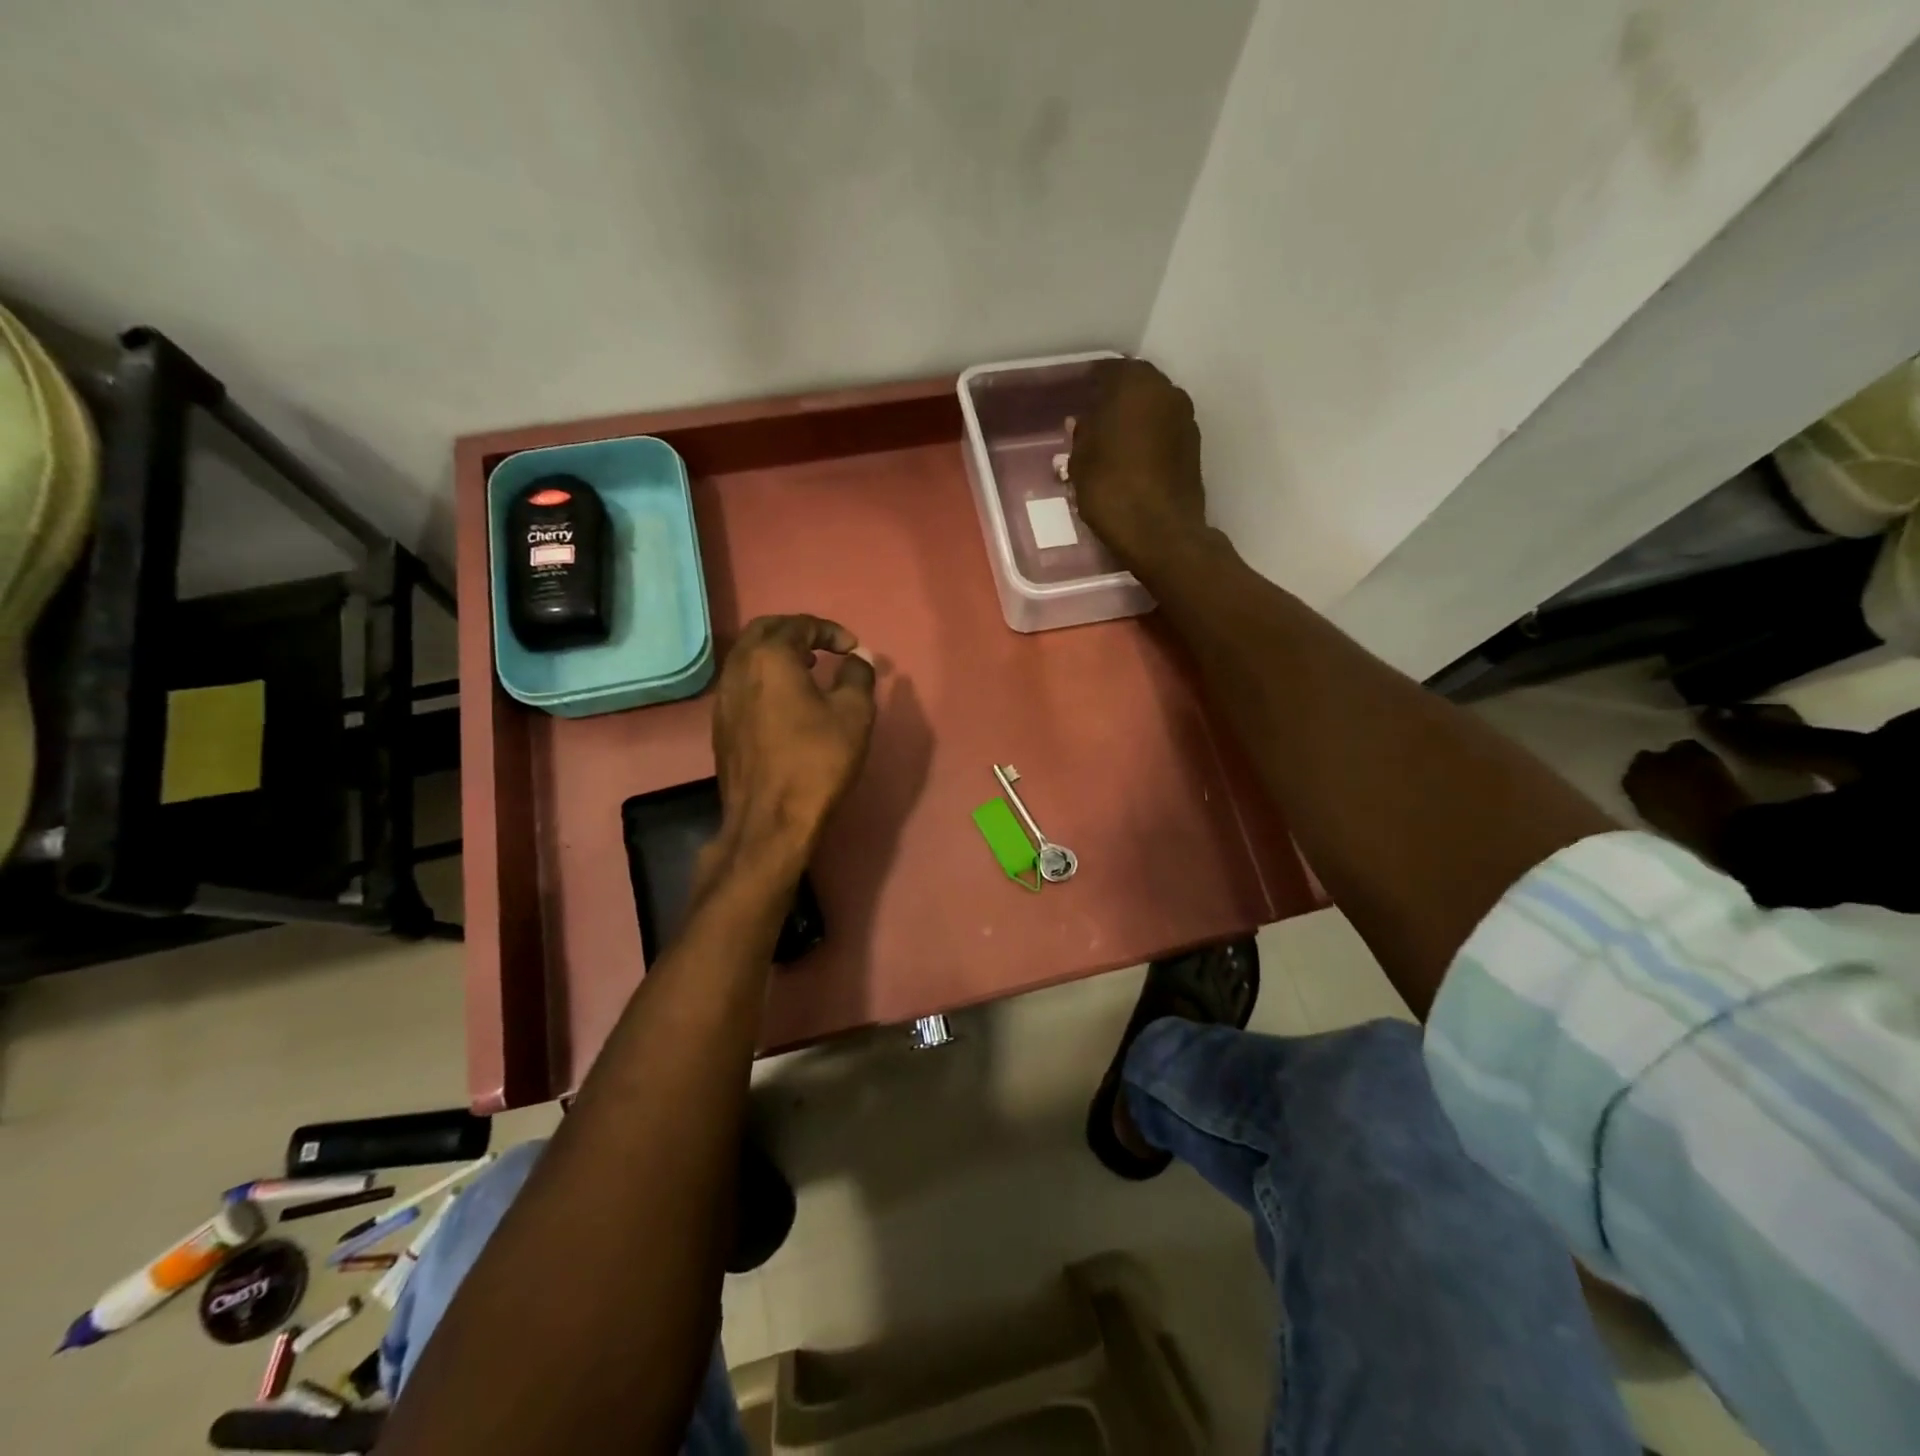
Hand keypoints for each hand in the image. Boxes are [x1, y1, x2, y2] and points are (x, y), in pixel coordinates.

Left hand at [709, 615, 876, 865]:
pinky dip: (765, 678)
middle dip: (796, 632)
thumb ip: (858, 676)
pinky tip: (786, 702)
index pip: (799, 625)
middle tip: (823, 646)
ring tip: (807, 670)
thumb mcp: (854, 714)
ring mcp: (724, 698)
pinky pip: (742, 684)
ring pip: (748, 657)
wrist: (771, 819)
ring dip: (777, 654)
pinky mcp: (721, 725)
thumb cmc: (817, 760)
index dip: (830, 631)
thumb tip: (858, 658)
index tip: (852, 648)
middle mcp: (739, 669)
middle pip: (764, 631)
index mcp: (770, 657)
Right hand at [1068, 359, 1209, 573]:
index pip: (1108, 370)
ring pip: (1153, 409)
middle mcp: (1167, 392)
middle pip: (1136, 387)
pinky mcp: (1194, 448)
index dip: (1090, 383)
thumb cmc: (1111, 489)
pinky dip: (1148, 439)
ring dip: (1134, 420)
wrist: (1160, 533)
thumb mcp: (1081, 461)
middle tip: (1093, 421)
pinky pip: (1164, 432)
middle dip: (1116, 400)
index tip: (1078, 397)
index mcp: (1136, 384)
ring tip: (1112, 444)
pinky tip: (1132, 460)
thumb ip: (1082, 434)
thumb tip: (1084, 423)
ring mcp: (1186, 420)